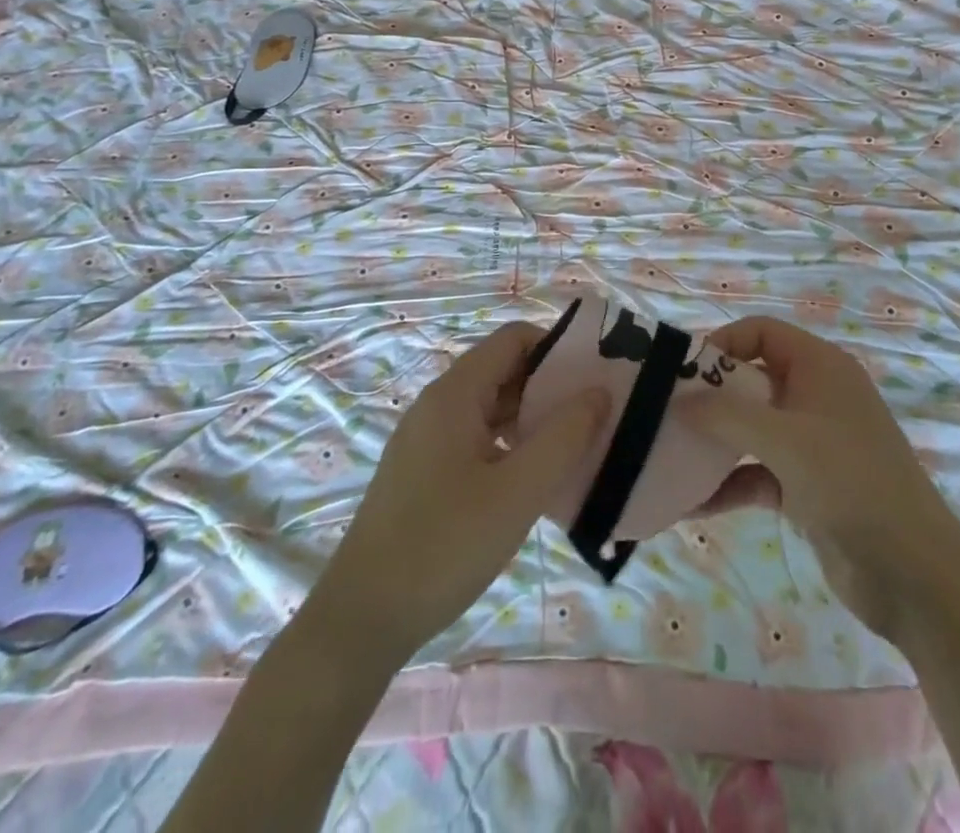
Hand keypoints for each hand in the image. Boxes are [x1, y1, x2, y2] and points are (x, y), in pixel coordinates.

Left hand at [306, 321, 606, 662]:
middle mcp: (437, 404)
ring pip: (491, 407)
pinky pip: (476, 438)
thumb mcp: (517, 493)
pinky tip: (532, 479)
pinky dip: (510, 445)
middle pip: (503, 370)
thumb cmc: (443, 547)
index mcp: (454, 394)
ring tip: (573, 447)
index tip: (595, 377)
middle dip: (550, 385)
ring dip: (532, 418)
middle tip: (594, 415)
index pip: (513, 339)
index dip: (557, 348)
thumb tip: (599, 390)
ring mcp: (427, 439)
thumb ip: (564, 437)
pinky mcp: (423, 472)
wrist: (360, 621)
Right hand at [678, 316, 959, 646]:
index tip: (685, 374)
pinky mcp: (807, 485)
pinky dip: (729, 483)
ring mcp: (812, 442)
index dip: (723, 344)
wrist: (914, 574)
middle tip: (667, 415)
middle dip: (710, 397)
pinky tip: (692, 505)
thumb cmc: (850, 483)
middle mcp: (815, 395)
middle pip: (751, 379)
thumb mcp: (784, 440)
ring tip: (670, 457)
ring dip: (715, 443)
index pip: (762, 332)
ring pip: (751, 428)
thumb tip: (677, 401)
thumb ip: (726, 415)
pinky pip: (758, 471)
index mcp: (820, 366)